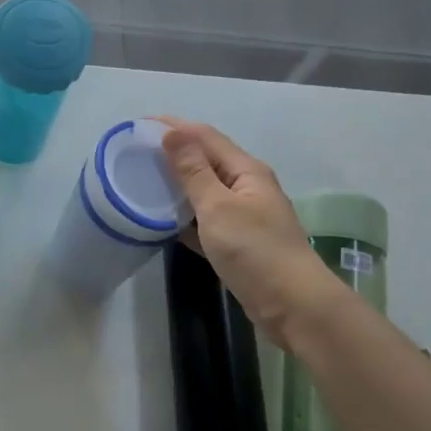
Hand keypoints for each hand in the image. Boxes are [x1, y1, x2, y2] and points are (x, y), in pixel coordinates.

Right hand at [160, 119, 338, 346]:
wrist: (293, 306)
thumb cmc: (255, 250)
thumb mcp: (218, 207)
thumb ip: (194, 171)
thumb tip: (173, 133)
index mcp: (246, 171)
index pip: (205, 137)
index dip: (174, 127)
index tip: (139, 125)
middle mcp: (248, 187)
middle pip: (206, 160)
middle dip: (174, 152)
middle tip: (136, 153)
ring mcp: (245, 216)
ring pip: (205, 191)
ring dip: (177, 184)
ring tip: (144, 182)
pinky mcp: (239, 243)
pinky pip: (206, 220)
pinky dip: (185, 216)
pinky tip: (164, 221)